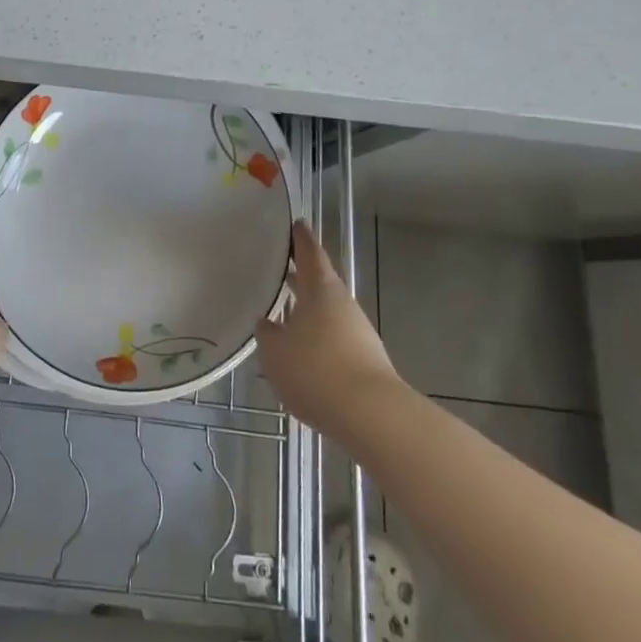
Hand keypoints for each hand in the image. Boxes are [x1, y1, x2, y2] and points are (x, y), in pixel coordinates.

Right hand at [256, 221, 399, 439]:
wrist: (372, 417)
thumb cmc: (316, 370)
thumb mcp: (275, 352)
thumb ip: (268, 333)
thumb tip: (268, 323)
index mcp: (320, 289)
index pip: (310, 252)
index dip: (300, 238)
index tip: (294, 224)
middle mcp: (342, 304)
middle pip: (319, 282)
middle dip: (300, 274)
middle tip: (278, 265)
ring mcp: (357, 333)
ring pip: (326, 312)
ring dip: (307, 309)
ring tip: (283, 312)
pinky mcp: (365, 361)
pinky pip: (333, 339)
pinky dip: (317, 338)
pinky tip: (302, 352)